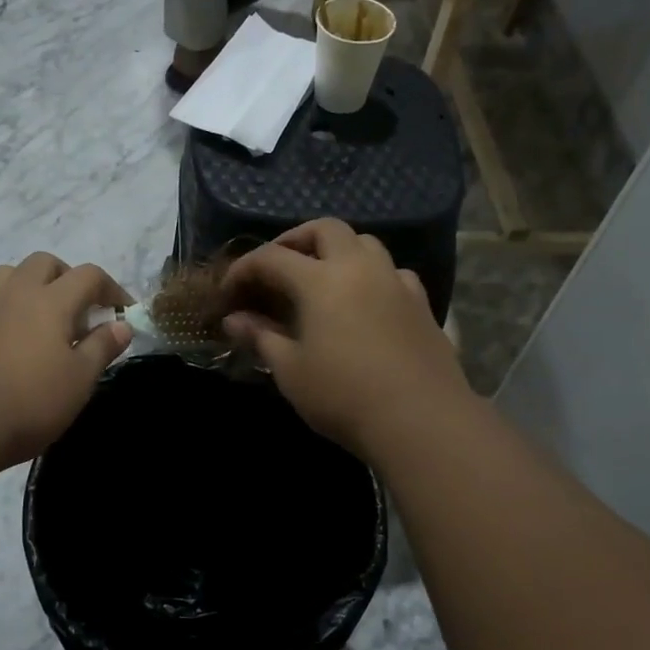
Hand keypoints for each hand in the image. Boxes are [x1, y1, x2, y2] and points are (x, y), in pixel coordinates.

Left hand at [0, 253, 132, 469]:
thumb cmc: (32, 403)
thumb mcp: (81, 380)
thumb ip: (102, 348)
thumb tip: (122, 325)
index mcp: (52, 303)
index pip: (89, 276)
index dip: (112, 288)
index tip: (124, 313)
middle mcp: (16, 296)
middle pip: (43, 263)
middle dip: (67, 276)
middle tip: (81, 309)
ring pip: (3, 275)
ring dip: (23, 281)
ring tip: (37, 308)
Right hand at [222, 219, 470, 456]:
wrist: (421, 420)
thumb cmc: (344, 396)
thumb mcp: (290, 371)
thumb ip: (261, 337)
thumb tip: (233, 320)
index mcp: (321, 280)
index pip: (272, 257)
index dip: (244, 269)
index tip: (228, 291)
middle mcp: (360, 267)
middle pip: (325, 229)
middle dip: (295, 240)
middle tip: (277, 267)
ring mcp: (396, 282)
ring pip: (365, 242)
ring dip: (336, 250)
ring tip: (320, 278)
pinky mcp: (421, 303)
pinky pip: (392, 272)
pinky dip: (371, 275)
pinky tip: (365, 301)